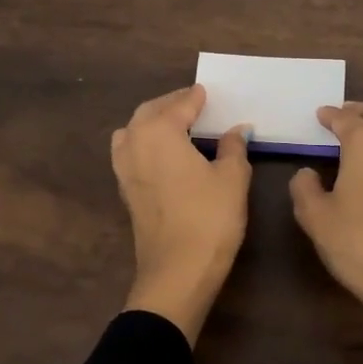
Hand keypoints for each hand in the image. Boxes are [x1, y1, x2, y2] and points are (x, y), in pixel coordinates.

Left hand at [112, 85, 251, 344]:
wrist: (178, 272)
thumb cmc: (210, 218)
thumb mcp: (233, 178)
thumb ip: (233, 147)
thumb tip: (237, 130)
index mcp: (159, 132)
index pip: (180, 104)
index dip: (196, 97)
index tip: (208, 91)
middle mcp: (135, 143)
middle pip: (149, 112)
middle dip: (171, 104)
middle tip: (195, 103)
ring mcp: (125, 169)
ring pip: (134, 131)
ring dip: (153, 122)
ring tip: (178, 126)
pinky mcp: (126, 191)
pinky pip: (131, 152)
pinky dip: (146, 143)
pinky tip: (166, 154)